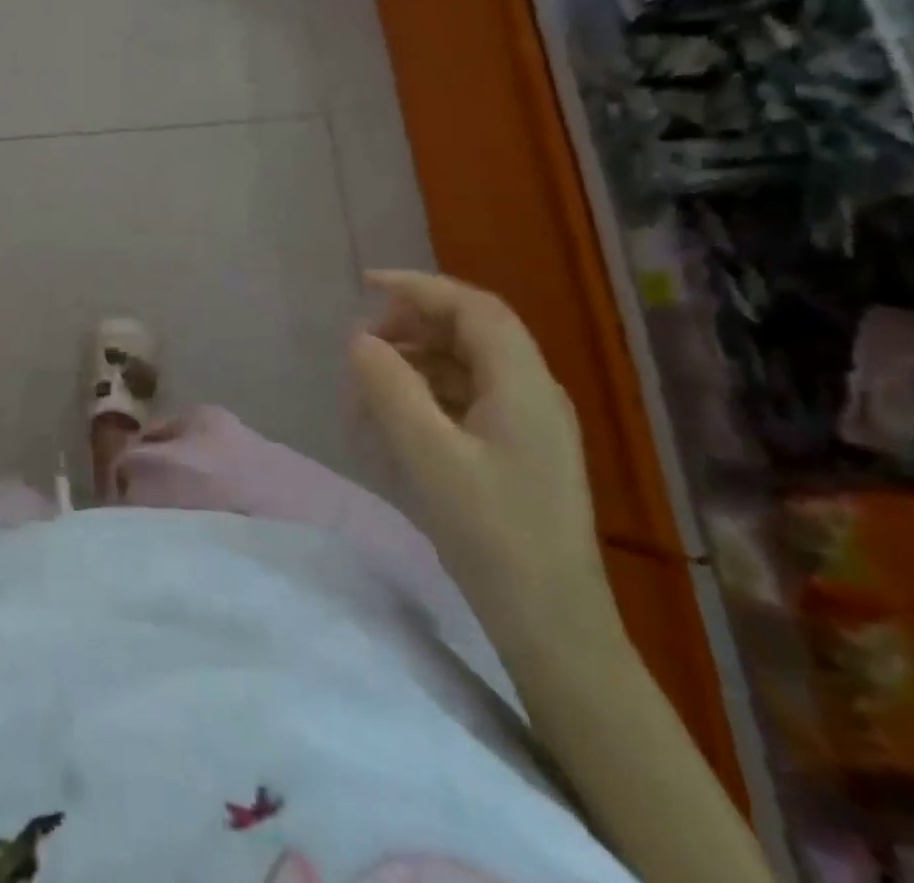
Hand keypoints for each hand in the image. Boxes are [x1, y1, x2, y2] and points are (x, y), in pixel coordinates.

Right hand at [348, 270, 614, 647]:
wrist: (554, 627)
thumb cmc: (492, 536)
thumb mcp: (428, 457)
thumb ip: (390, 388)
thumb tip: (360, 340)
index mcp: (524, 384)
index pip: (472, 307)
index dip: (418, 287)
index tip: (364, 285)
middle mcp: (533, 393)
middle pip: (470, 332)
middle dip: (411, 325)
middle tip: (360, 345)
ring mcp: (529, 424)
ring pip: (465, 366)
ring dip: (414, 363)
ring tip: (366, 388)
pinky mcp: (518, 452)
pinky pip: (467, 399)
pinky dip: (426, 395)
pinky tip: (395, 421)